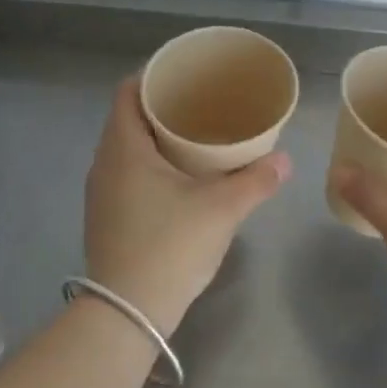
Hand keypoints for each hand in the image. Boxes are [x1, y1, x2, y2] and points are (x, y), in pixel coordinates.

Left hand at [83, 77, 289, 335]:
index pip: (128, 91)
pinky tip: (179, 177)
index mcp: (123, 147)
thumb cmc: (170, 246)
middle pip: (128, 117)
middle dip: (162, 107)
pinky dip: (150, 163)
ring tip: (195, 137)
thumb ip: (256, 180)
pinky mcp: (106, 216)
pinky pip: (126, 172)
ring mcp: (101, 192)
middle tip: (201, 104)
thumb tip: (285, 160)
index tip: (186, 75)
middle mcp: (104, 163)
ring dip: (156, 138)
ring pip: (127, 148)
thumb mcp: (221, 209)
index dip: (154, 76)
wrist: (127, 312)